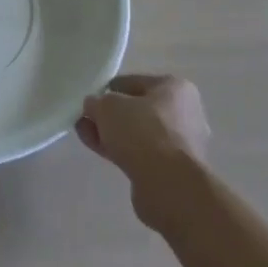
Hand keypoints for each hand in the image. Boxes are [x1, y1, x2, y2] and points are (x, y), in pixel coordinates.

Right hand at [77, 74, 210, 226]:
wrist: (169, 184)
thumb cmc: (142, 132)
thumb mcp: (108, 106)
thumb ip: (97, 102)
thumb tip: (94, 107)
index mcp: (174, 87)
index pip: (132, 82)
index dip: (107, 90)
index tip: (89, 101)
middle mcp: (183, 112)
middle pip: (136, 109)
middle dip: (108, 115)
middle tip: (84, 120)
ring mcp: (180, 143)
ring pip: (137, 133)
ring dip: (111, 134)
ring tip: (85, 135)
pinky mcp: (174, 169)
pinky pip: (141, 153)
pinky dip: (121, 150)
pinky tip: (100, 151)